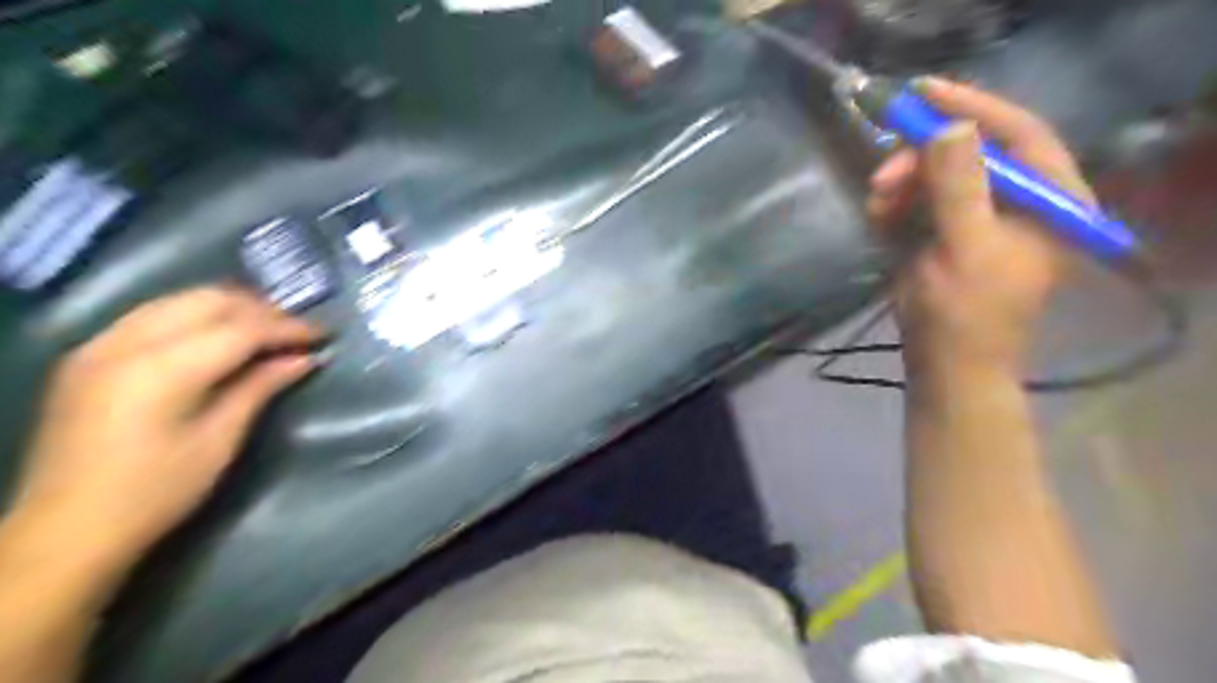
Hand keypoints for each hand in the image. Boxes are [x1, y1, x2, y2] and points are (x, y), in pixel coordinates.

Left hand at [6, 288, 317, 575]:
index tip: (324, 334)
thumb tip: (304, 359)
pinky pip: (153, 314)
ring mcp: (100, 345)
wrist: (65, 530)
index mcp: (162, 370)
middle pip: (208, 301)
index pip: (241, 328)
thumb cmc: (157, 491)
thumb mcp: (220, 440)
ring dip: (230, 308)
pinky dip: (196, 315)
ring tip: (267, 329)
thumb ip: (260, 387)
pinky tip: (219, 335)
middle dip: (261, 310)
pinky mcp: (89, 355)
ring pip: (179, 300)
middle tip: (297, 331)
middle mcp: (126, 343)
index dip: (288, 328)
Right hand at [866, 79, 1094, 379]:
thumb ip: (958, 189)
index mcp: (1049, 202)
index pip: (1019, 134)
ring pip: (939, 178)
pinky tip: (879, 217)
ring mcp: (980, 220)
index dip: (973, 108)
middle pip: (971, 155)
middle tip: (882, 175)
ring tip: (876, 203)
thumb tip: (949, 129)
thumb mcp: (963, 249)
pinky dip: (897, 206)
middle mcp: (1019, 203)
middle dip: (922, 160)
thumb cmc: (965, 316)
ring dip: (903, 185)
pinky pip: (921, 203)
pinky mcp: (948, 236)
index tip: (924, 92)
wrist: (945, 370)